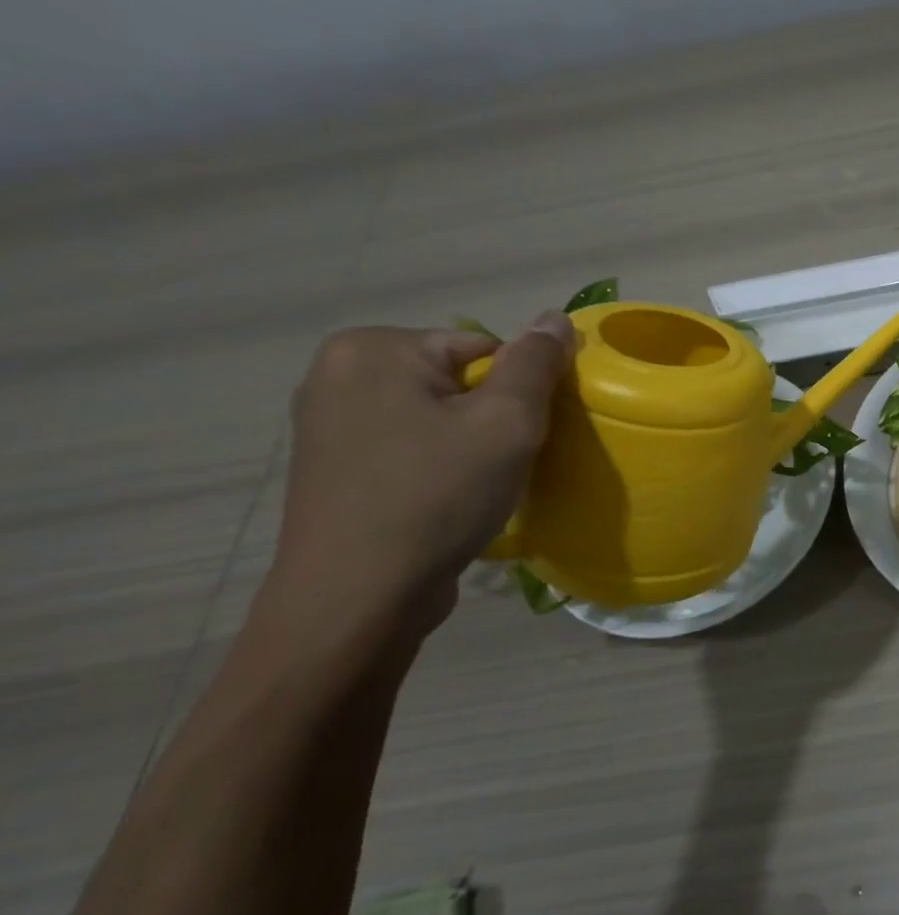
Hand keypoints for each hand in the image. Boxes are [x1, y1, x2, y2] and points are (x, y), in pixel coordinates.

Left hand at [266, 314, 574, 643]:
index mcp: (373, 349)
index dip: (519, 392)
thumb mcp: (506, 422)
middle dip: (492, 418)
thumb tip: (554, 317)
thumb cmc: (437, 495)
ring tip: (478, 487)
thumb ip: (536, 364)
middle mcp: (338, 373)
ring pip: (437, 416)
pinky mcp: (333, 467)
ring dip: (470, 444)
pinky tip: (446, 501)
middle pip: (459, 380)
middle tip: (503, 464)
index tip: (523, 437)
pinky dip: (439, 466)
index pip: (485, 348)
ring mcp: (328, 423)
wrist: (358, 597)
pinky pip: (410, 446)